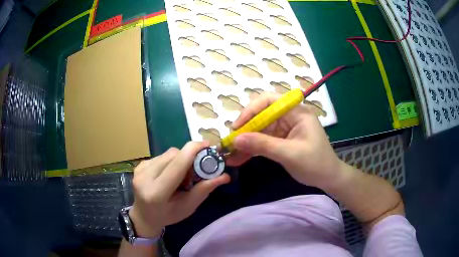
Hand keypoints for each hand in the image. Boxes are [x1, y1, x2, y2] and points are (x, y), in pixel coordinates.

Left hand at [129, 142, 230, 236]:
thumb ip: (204, 190)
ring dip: (180, 159)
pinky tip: (170, 173)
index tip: (209, 145)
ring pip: (167, 153)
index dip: (193, 150)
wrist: (144, 216)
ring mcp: (139, 170)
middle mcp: (144, 177)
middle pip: (173, 154)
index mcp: (157, 192)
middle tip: (198, 168)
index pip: (177, 164)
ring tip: (182, 174)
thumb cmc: (168, 216)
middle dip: (189, 157)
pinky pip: (161, 156)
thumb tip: (225, 176)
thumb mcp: (189, 207)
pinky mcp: (139, 165)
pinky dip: (170, 161)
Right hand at [226, 92, 342, 189]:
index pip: (269, 101)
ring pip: (259, 130)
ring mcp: (284, 129)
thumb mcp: (290, 154)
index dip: (251, 110)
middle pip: (261, 115)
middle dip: (245, 129)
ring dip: (245, 141)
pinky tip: (239, 158)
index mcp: (296, 112)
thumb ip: (263, 145)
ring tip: (230, 153)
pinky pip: (263, 141)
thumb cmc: (315, 164)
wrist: (327, 178)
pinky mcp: (281, 140)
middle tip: (230, 142)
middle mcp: (289, 116)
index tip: (237, 126)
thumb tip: (236, 139)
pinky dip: (251, 149)